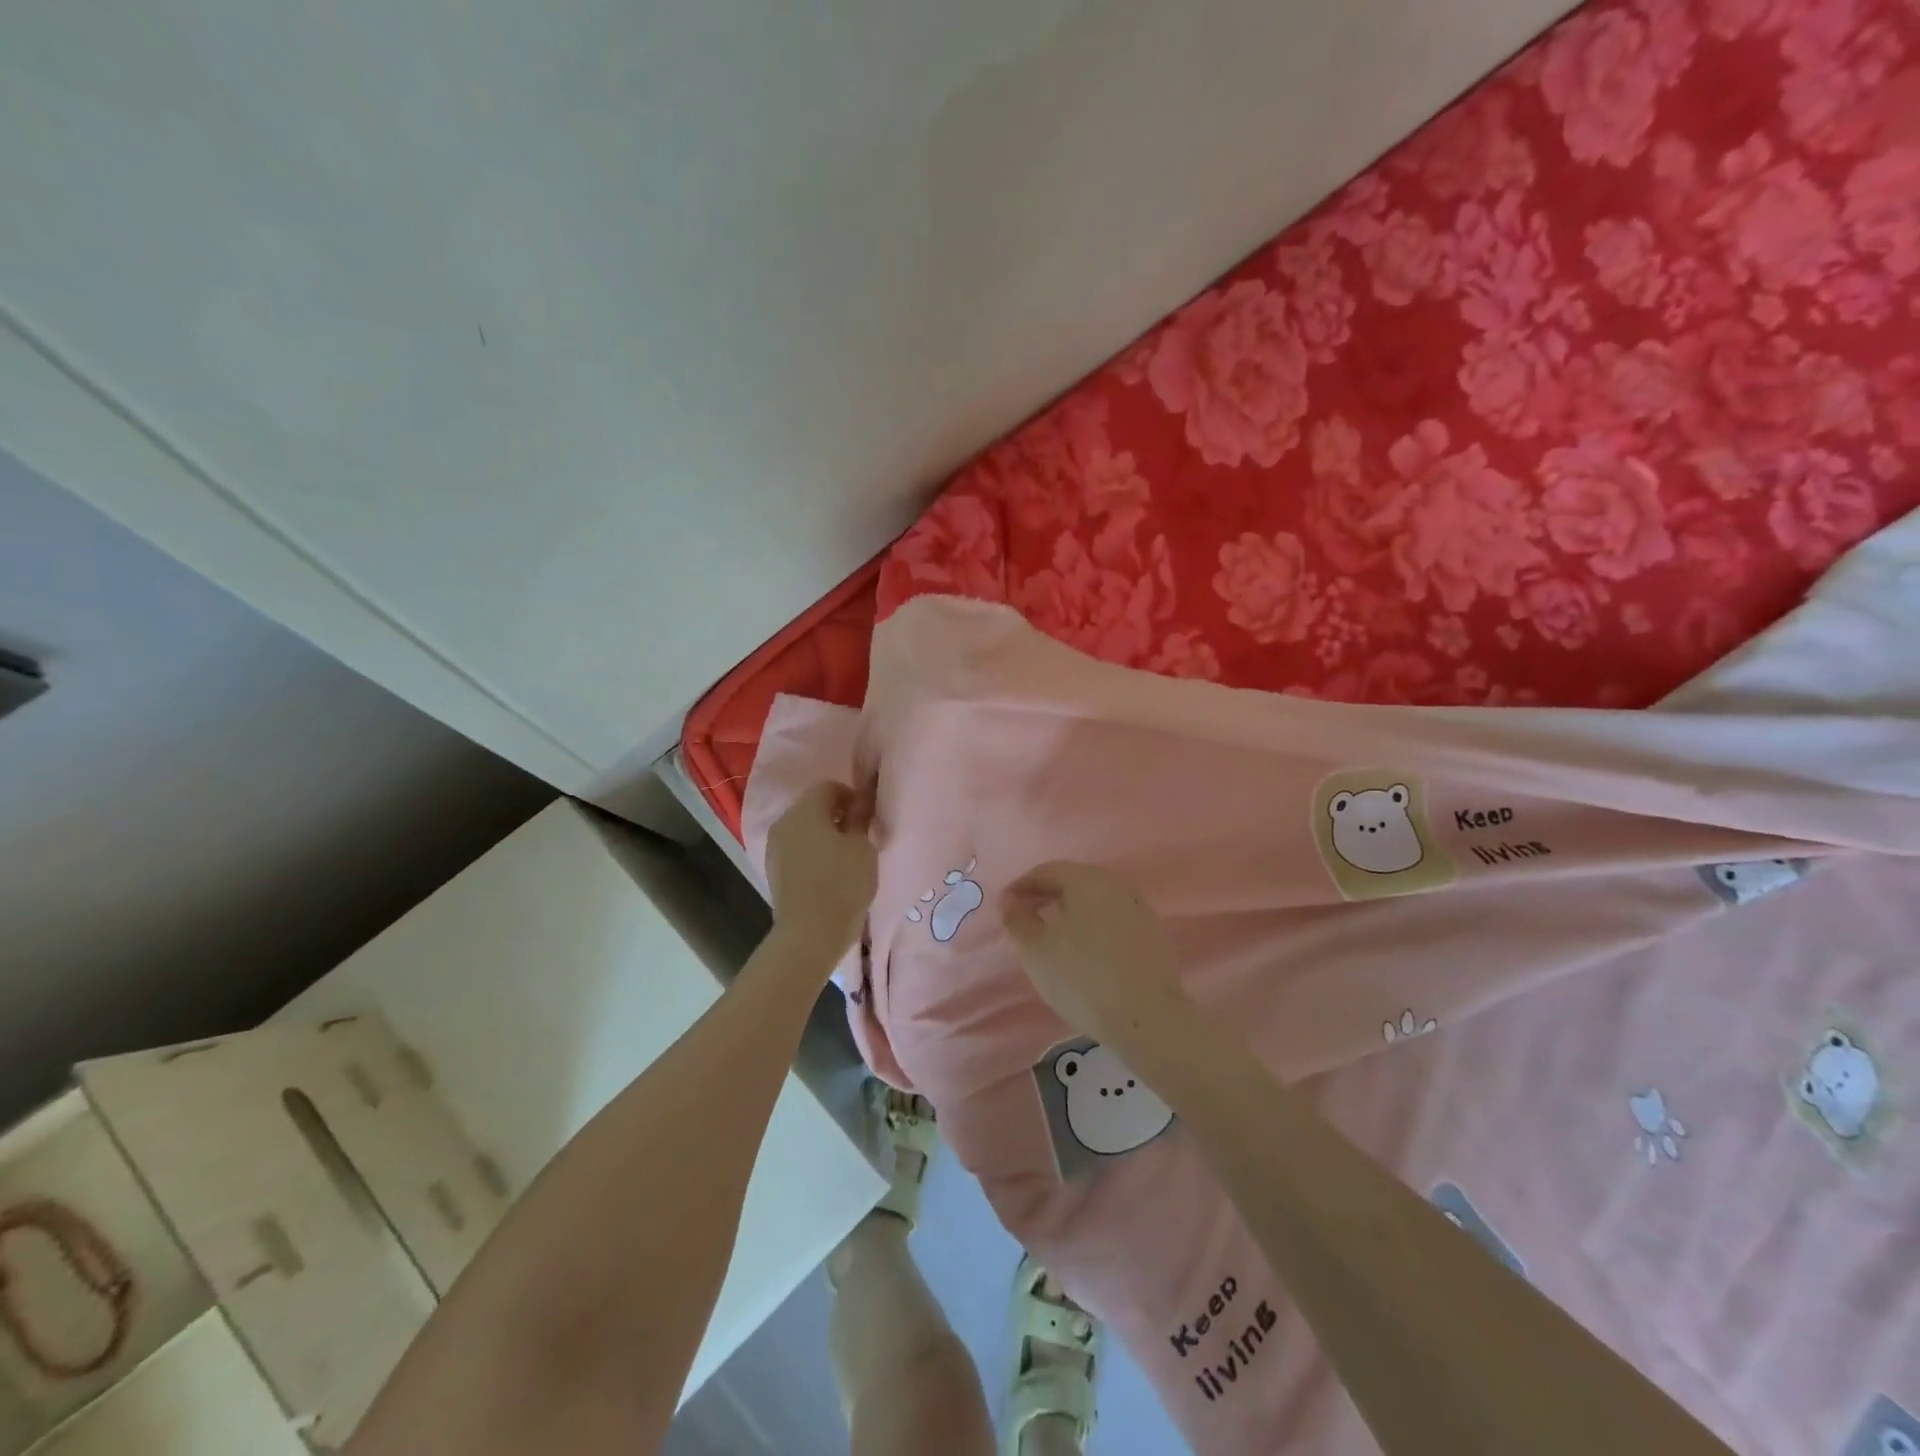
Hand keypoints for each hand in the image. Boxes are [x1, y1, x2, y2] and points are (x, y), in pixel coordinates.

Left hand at [765, 780, 878, 963]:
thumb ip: (860, 817)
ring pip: (803, 829)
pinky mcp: (774, 869)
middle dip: (837, 815)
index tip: (868, 818)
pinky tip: (828, 873)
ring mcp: (775, 847)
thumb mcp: (862, 847)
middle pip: (813, 806)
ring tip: (845, 857)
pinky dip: (812, 852)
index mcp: (805, 810)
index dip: (852, 796)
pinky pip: (797, 849)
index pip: (830, 787)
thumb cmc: (842, 884)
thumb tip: (860, 800)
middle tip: (860, 837)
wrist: (809, 934)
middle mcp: (784, 822)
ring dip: (824, 835)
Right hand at [1001, 862, 1188, 1047]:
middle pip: (1074, 882)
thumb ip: (1017, 919)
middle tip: (1026, 918)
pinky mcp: (1153, 934)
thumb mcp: (1036, 949)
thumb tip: (1010, 900)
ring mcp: (1139, 909)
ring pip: (1096, 901)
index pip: (1046, 872)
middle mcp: (1115, 885)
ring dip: (1072, 912)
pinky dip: (1094, 927)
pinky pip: (1114, 920)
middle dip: (1047, 896)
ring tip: (1054, 936)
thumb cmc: (1081, 977)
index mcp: (1086, 879)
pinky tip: (1086, 951)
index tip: (1005, 907)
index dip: (1021, 887)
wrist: (1146, 1017)